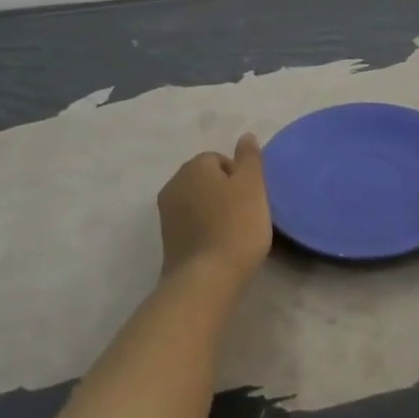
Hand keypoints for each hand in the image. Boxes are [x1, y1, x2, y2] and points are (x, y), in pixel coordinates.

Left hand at [158, 133, 272, 285]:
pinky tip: (219, 248)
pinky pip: (191, 226)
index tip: (251, 199)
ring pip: (198, 204)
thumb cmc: (235, 226)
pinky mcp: (167, 242)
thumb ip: (250, 157)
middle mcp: (174, 184)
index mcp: (194, 166)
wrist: (205, 281)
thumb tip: (245, 136)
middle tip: (245, 214)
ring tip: (234, 234)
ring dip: (214, 213)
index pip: (219, 160)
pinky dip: (204, 232)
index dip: (239, 177)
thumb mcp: (252, 185)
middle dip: (225, 193)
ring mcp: (166, 215)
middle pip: (206, 180)